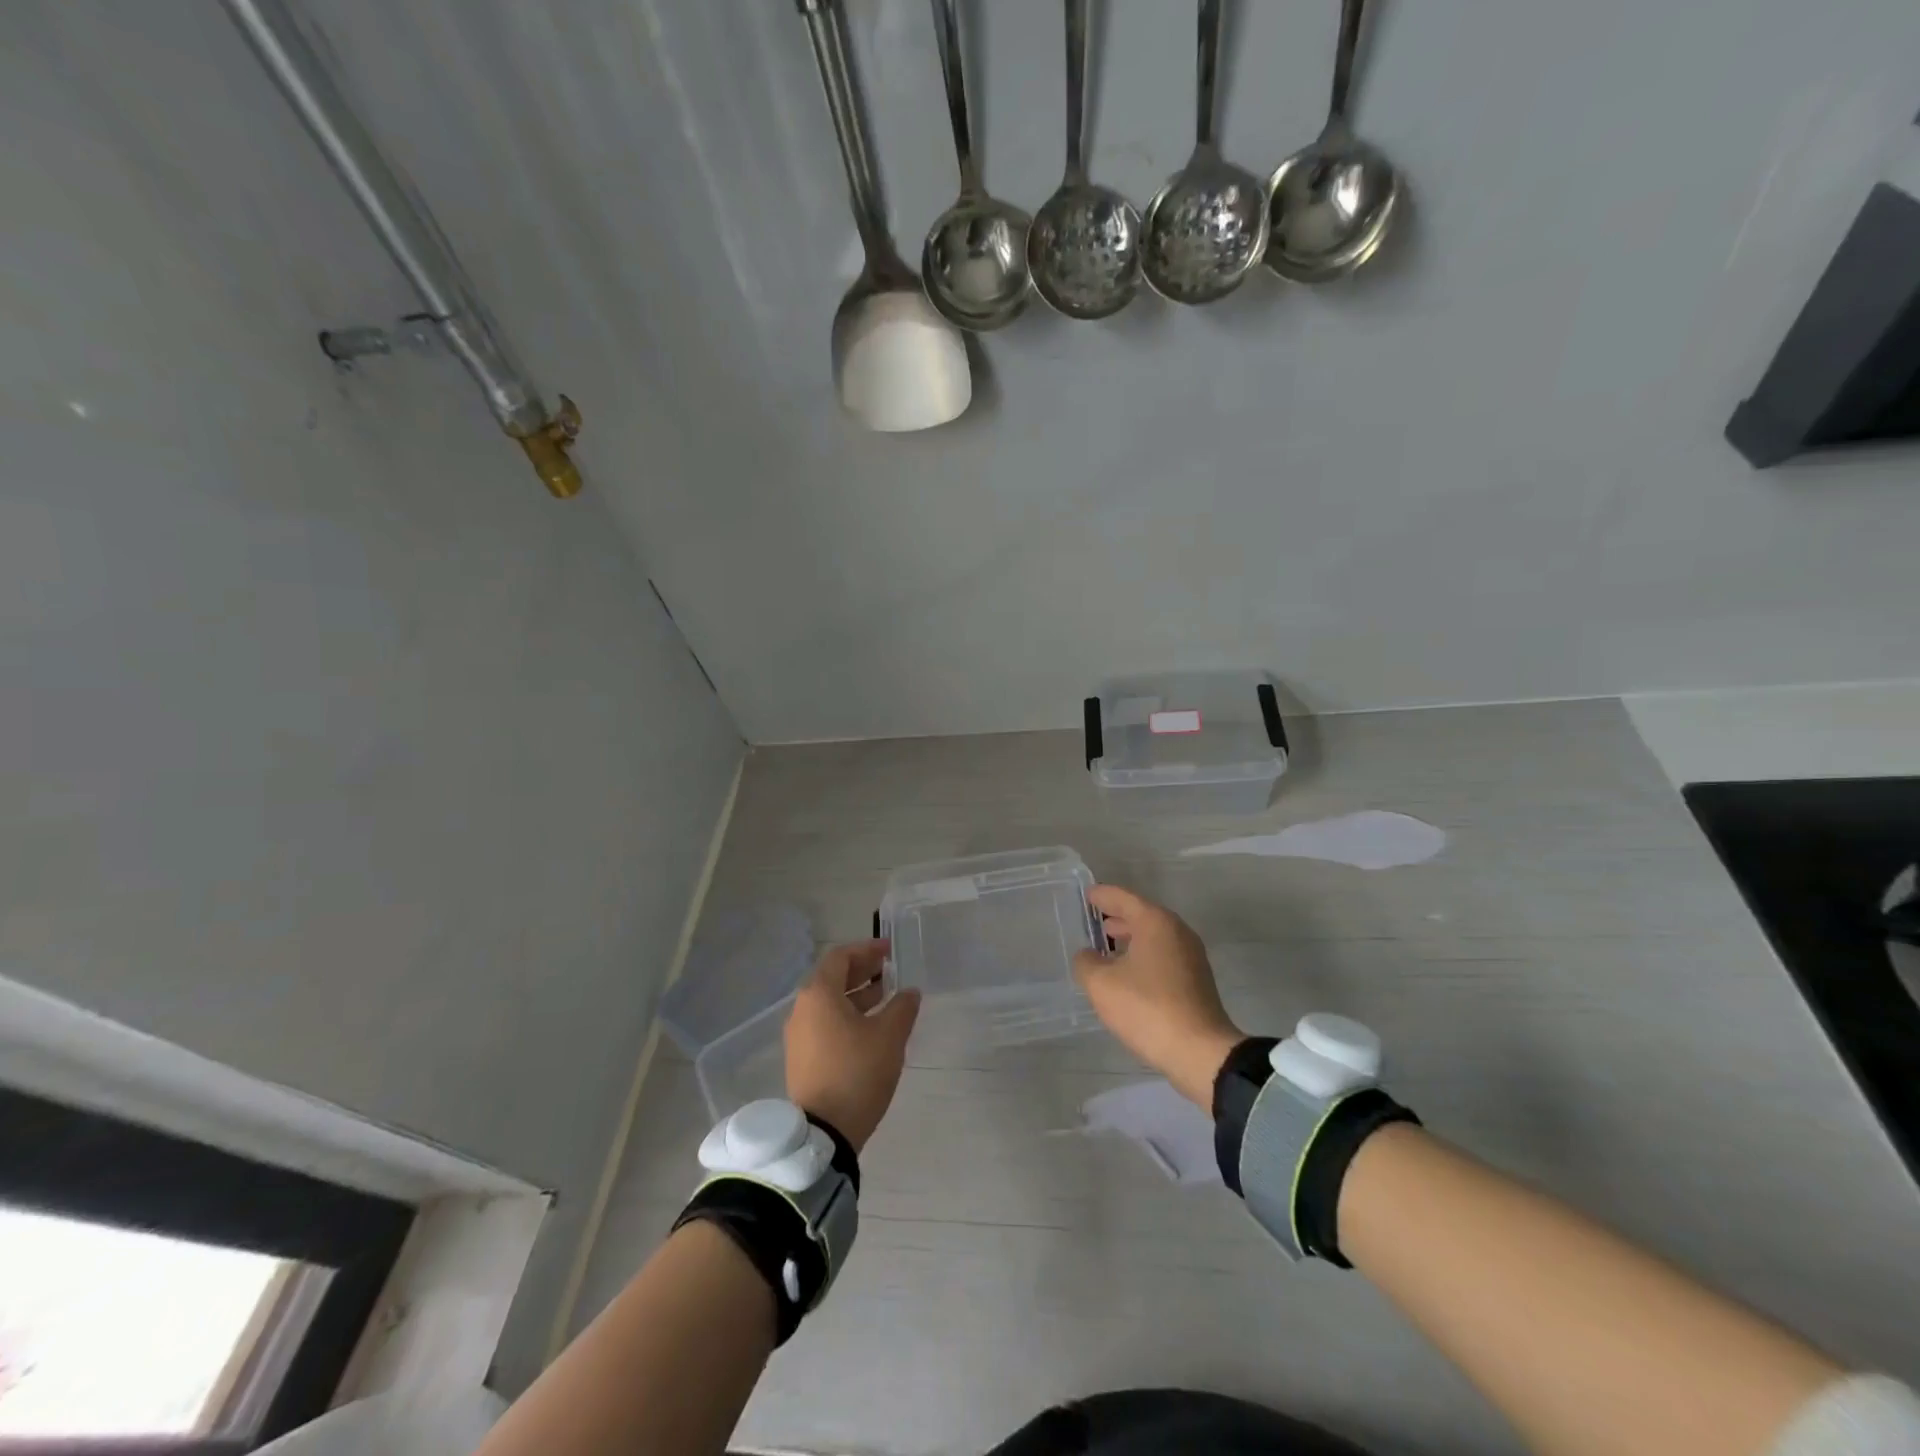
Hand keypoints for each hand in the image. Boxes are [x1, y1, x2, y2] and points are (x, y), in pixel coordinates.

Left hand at [784, 940, 920, 1151]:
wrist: (823, 1133)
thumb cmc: (856, 1073)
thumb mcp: (889, 1037)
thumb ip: (902, 1007)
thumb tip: (909, 992)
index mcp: (819, 994)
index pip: (841, 957)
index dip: (867, 950)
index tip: (890, 950)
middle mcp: (802, 1009)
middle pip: (832, 978)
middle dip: (862, 971)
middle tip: (890, 970)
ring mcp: (799, 1035)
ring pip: (829, 1002)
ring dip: (857, 995)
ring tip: (887, 997)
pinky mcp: (802, 1057)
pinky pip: (825, 1023)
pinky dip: (847, 1015)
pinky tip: (871, 1027)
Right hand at [1072, 886, 1243, 1107]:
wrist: (1200, 1052)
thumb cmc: (1147, 1008)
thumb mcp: (1102, 984)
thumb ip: (1087, 962)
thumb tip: (1088, 955)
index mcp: (1155, 922)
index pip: (1123, 898)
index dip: (1103, 895)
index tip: (1087, 894)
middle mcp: (1177, 931)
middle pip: (1142, 915)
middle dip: (1117, 917)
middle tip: (1094, 921)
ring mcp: (1191, 956)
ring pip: (1154, 937)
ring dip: (1130, 938)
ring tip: (1107, 948)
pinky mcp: (1196, 980)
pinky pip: (1163, 956)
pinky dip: (1143, 956)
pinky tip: (1127, 974)